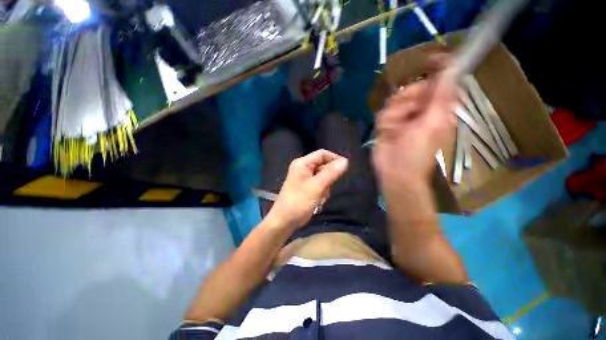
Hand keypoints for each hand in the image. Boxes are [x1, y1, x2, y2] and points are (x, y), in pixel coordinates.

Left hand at [266, 149, 348, 228]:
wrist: (284, 221)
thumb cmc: (299, 202)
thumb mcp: (317, 186)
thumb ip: (331, 173)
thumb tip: (345, 161)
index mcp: (303, 163)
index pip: (322, 154)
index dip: (334, 159)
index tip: (345, 168)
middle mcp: (303, 168)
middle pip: (323, 166)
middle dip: (328, 178)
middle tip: (326, 189)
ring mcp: (305, 179)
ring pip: (324, 177)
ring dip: (325, 188)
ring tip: (319, 197)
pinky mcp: (307, 188)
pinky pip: (320, 186)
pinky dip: (322, 193)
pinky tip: (317, 201)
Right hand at [373, 75, 456, 187]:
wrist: (395, 170)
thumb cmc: (418, 151)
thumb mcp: (434, 122)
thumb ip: (442, 95)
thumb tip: (452, 67)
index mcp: (438, 108)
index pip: (440, 82)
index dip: (438, 69)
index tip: (433, 58)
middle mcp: (421, 109)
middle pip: (414, 87)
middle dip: (409, 97)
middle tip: (410, 112)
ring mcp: (402, 116)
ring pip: (395, 99)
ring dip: (395, 113)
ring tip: (396, 129)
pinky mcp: (386, 123)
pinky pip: (383, 112)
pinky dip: (384, 122)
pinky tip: (387, 132)